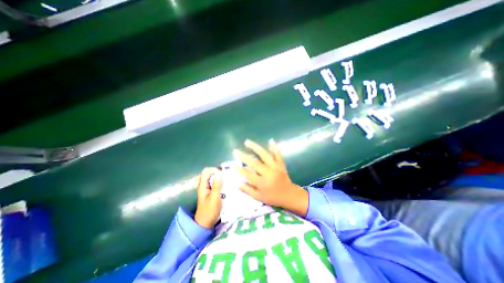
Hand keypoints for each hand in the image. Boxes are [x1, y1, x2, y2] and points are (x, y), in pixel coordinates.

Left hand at [194, 167, 222, 228]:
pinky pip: (217, 184)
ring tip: (229, 182)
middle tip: (228, 178)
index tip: (222, 175)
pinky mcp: (212, 192)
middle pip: (211, 174)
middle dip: (219, 174)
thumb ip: (217, 185)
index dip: (214, 170)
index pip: (206, 171)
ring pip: (215, 179)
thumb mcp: (214, 198)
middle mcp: (205, 185)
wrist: (205, 224)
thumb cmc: (209, 211)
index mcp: (203, 185)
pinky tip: (228, 187)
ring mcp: (209, 189)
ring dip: (222, 179)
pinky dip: (222, 183)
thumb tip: (220, 173)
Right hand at [231, 140, 306, 216]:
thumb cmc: (273, 197)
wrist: (289, 195)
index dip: (240, 170)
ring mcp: (275, 167)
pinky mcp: (281, 164)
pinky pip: (278, 154)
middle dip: (244, 156)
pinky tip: (270, 140)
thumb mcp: (259, 197)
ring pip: (265, 155)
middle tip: (235, 151)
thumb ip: (248, 190)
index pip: (249, 175)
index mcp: (262, 183)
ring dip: (255, 147)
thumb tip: (237, 183)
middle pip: (255, 163)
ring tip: (247, 141)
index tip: (233, 165)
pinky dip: (274, 147)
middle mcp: (268, 173)